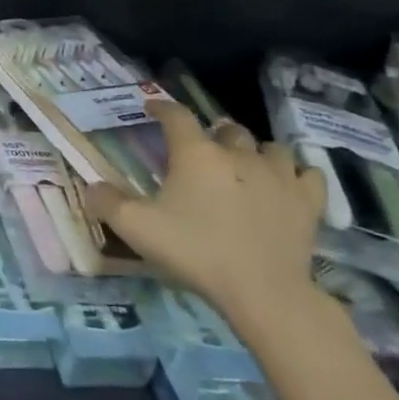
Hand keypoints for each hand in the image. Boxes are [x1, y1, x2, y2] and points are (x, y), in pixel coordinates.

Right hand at [84, 100, 326, 337]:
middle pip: (226, 128)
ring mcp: (278, 175)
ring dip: (254, 151)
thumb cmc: (196, 252)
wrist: (263, 292)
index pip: (176, 115)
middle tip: (201, 151)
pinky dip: (296, 174)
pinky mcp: (308, 201)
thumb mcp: (137, 229)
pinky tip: (287, 184)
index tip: (152, 108)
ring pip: (269, 146)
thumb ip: (107, 203)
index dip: (162, 107)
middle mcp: (237, 153)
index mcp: (195, 154)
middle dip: (212, 134)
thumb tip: (91, 186)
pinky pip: (308, 174)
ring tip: (245, 166)